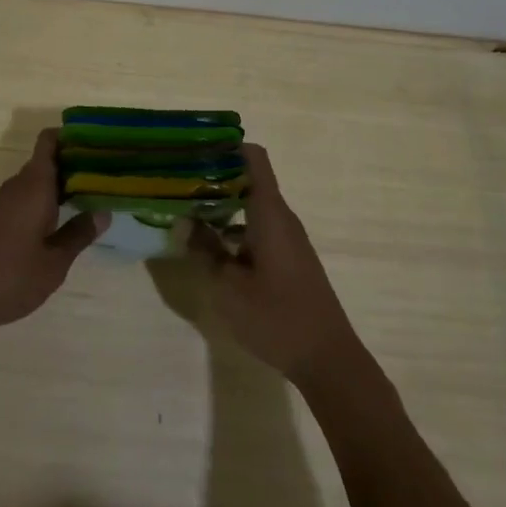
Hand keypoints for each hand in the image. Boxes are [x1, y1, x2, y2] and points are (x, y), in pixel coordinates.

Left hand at [0, 130, 108, 342]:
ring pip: (35, 184)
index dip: (72, 136)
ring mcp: (1, 204)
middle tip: (107, 177)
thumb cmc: (7, 276)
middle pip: (46, 162)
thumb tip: (103, 211)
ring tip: (91, 199)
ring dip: (60, 187)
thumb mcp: (53, 263)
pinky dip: (44, 204)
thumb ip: (78, 235)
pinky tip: (59, 223)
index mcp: (34, 186)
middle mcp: (16, 187)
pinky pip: (24, 200)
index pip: (49, 141)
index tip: (99, 143)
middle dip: (74, 165)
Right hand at [189, 144, 362, 385]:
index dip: (225, 146)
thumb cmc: (276, 318)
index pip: (253, 157)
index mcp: (269, 213)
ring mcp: (287, 239)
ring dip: (221, 205)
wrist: (328, 360)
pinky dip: (233, 227)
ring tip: (185, 210)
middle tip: (177, 181)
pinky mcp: (288, 259)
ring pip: (251, 206)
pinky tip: (209, 245)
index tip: (193, 148)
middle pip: (248, 179)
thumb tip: (184, 221)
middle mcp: (281, 218)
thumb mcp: (228, 286)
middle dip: (213, 176)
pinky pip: (257, 228)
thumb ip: (204, 250)